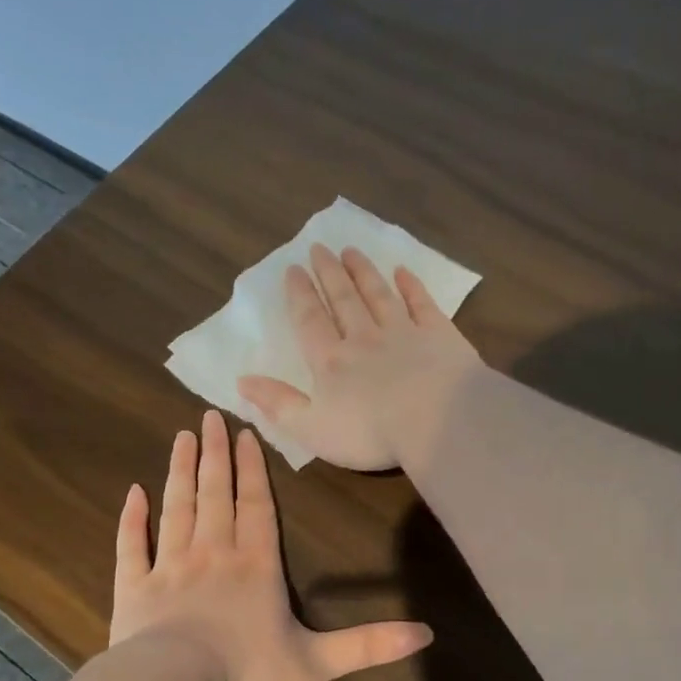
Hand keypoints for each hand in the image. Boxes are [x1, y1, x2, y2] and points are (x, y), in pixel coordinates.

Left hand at [108, 409, 432, 680]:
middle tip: (208, 417)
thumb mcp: (316, 662)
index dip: (253, 469)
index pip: (256, 505)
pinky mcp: (133, 587)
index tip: (244, 433)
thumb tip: (426, 634)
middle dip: (215, 454)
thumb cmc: (245, 671)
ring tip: (181, 437)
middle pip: (215, 493)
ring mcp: (169, 566)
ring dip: (180, 471)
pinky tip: (133, 492)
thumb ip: (368, 645)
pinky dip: (132, 518)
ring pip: (177, 507)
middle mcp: (212, 553)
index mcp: (254, 565)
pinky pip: (132, 545)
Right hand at [238, 244, 482, 470]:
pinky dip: (411, 286)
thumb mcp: (313, 429)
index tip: (293, 269)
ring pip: (378, 295)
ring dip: (363, 272)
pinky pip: (421, 304)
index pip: (310, 321)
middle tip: (319, 247)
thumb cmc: (371, 433)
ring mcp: (404, 333)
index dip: (300, 295)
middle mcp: (364, 338)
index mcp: (331, 362)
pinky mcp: (439, 336)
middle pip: (343, 299)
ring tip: (351, 251)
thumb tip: (241, 381)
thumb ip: (279, 404)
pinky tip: (403, 272)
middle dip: (329, 273)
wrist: (438, 421)